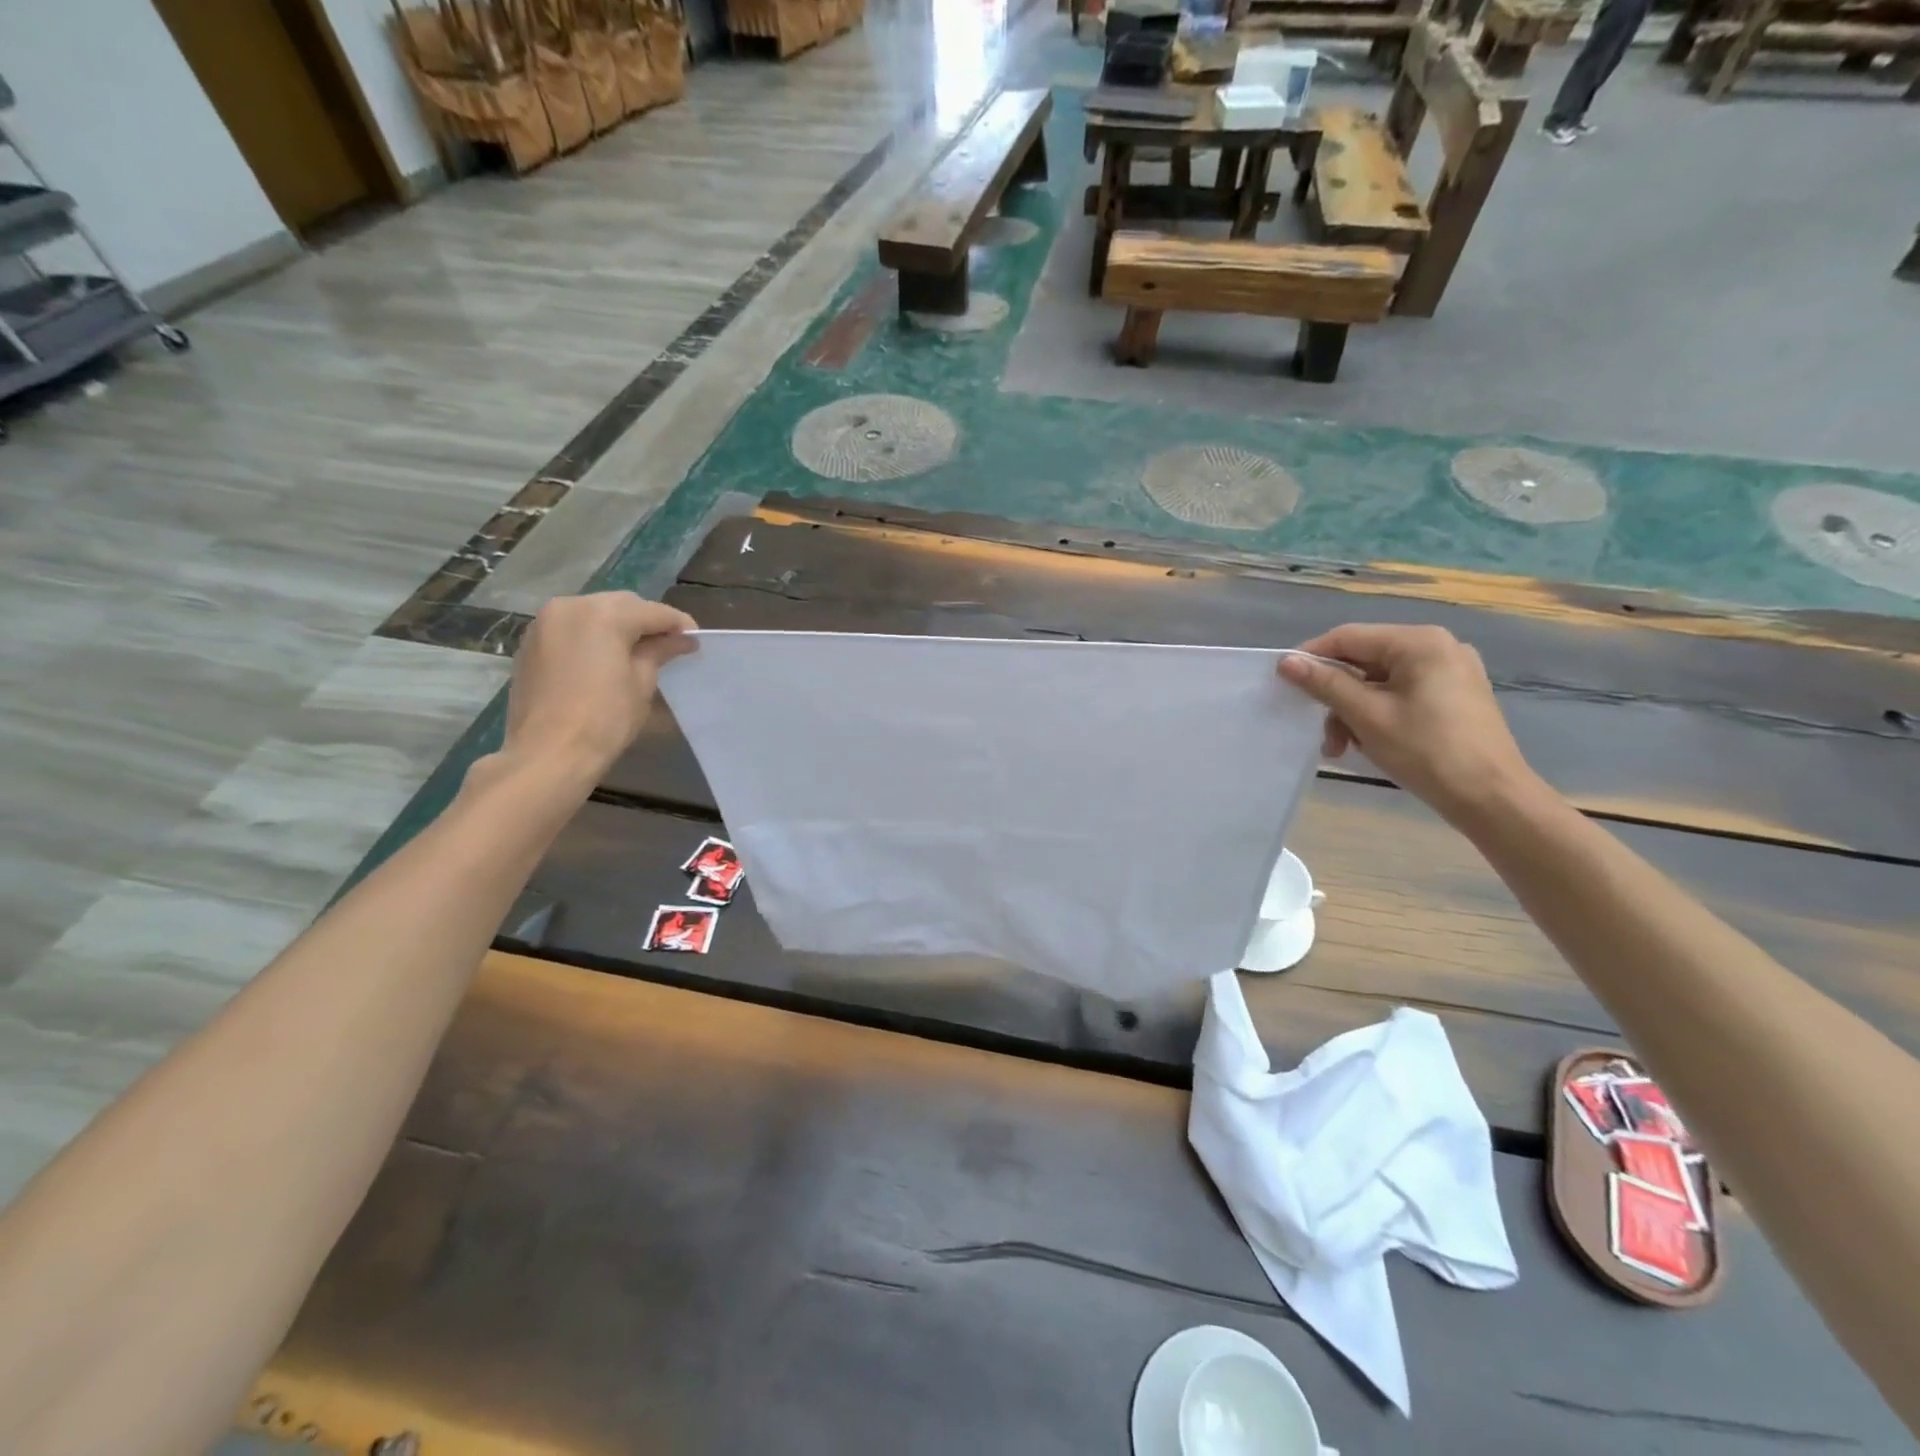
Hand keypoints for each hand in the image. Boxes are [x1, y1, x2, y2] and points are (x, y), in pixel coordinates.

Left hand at [502, 593, 696, 781]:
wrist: (549, 752)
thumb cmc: (605, 718)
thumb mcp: (642, 682)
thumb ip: (660, 652)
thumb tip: (681, 640)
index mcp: (604, 614)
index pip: (653, 612)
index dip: (678, 625)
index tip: (695, 640)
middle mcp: (571, 606)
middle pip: (621, 605)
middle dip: (646, 621)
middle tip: (669, 645)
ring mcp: (545, 623)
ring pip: (593, 612)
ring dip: (618, 626)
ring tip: (637, 651)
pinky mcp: (531, 643)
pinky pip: (571, 628)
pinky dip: (592, 636)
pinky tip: (604, 658)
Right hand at [1277, 623, 1540, 827]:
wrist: (1491, 797)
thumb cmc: (1426, 751)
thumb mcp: (1366, 716)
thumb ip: (1325, 684)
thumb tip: (1286, 662)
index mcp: (1418, 642)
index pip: (1348, 637)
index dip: (1311, 658)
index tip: (1283, 684)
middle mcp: (1437, 646)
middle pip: (1363, 660)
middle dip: (1335, 696)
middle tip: (1320, 731)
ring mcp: (1450, 671)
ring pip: (1379, 681)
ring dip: (1353, 711)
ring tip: (1343, 747)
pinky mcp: (1454, 695)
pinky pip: (1400, 694)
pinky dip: (1377, 714)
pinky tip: (1369, 742)